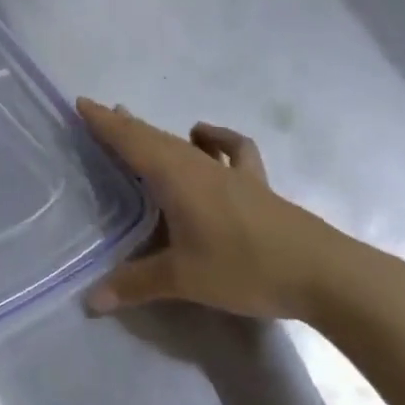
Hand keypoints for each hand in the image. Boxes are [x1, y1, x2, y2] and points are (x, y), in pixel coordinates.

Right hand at [77, 99, 368, 321]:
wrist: (323, 272)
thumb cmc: (244, 267)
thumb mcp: (183, 279)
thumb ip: (135, 285)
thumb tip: (89, 301)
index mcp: (174, 177)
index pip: (130, 141)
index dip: (104, 122)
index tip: (81, 102)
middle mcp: (197, 165)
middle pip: (153, 136)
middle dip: (124, 125)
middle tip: (99, 114)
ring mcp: (229, 172)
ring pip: (183, 143)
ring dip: (156, 132)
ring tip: (137, 125)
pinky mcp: (255, 184)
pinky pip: (229, 150)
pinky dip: (214, 138)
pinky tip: (205, 139)